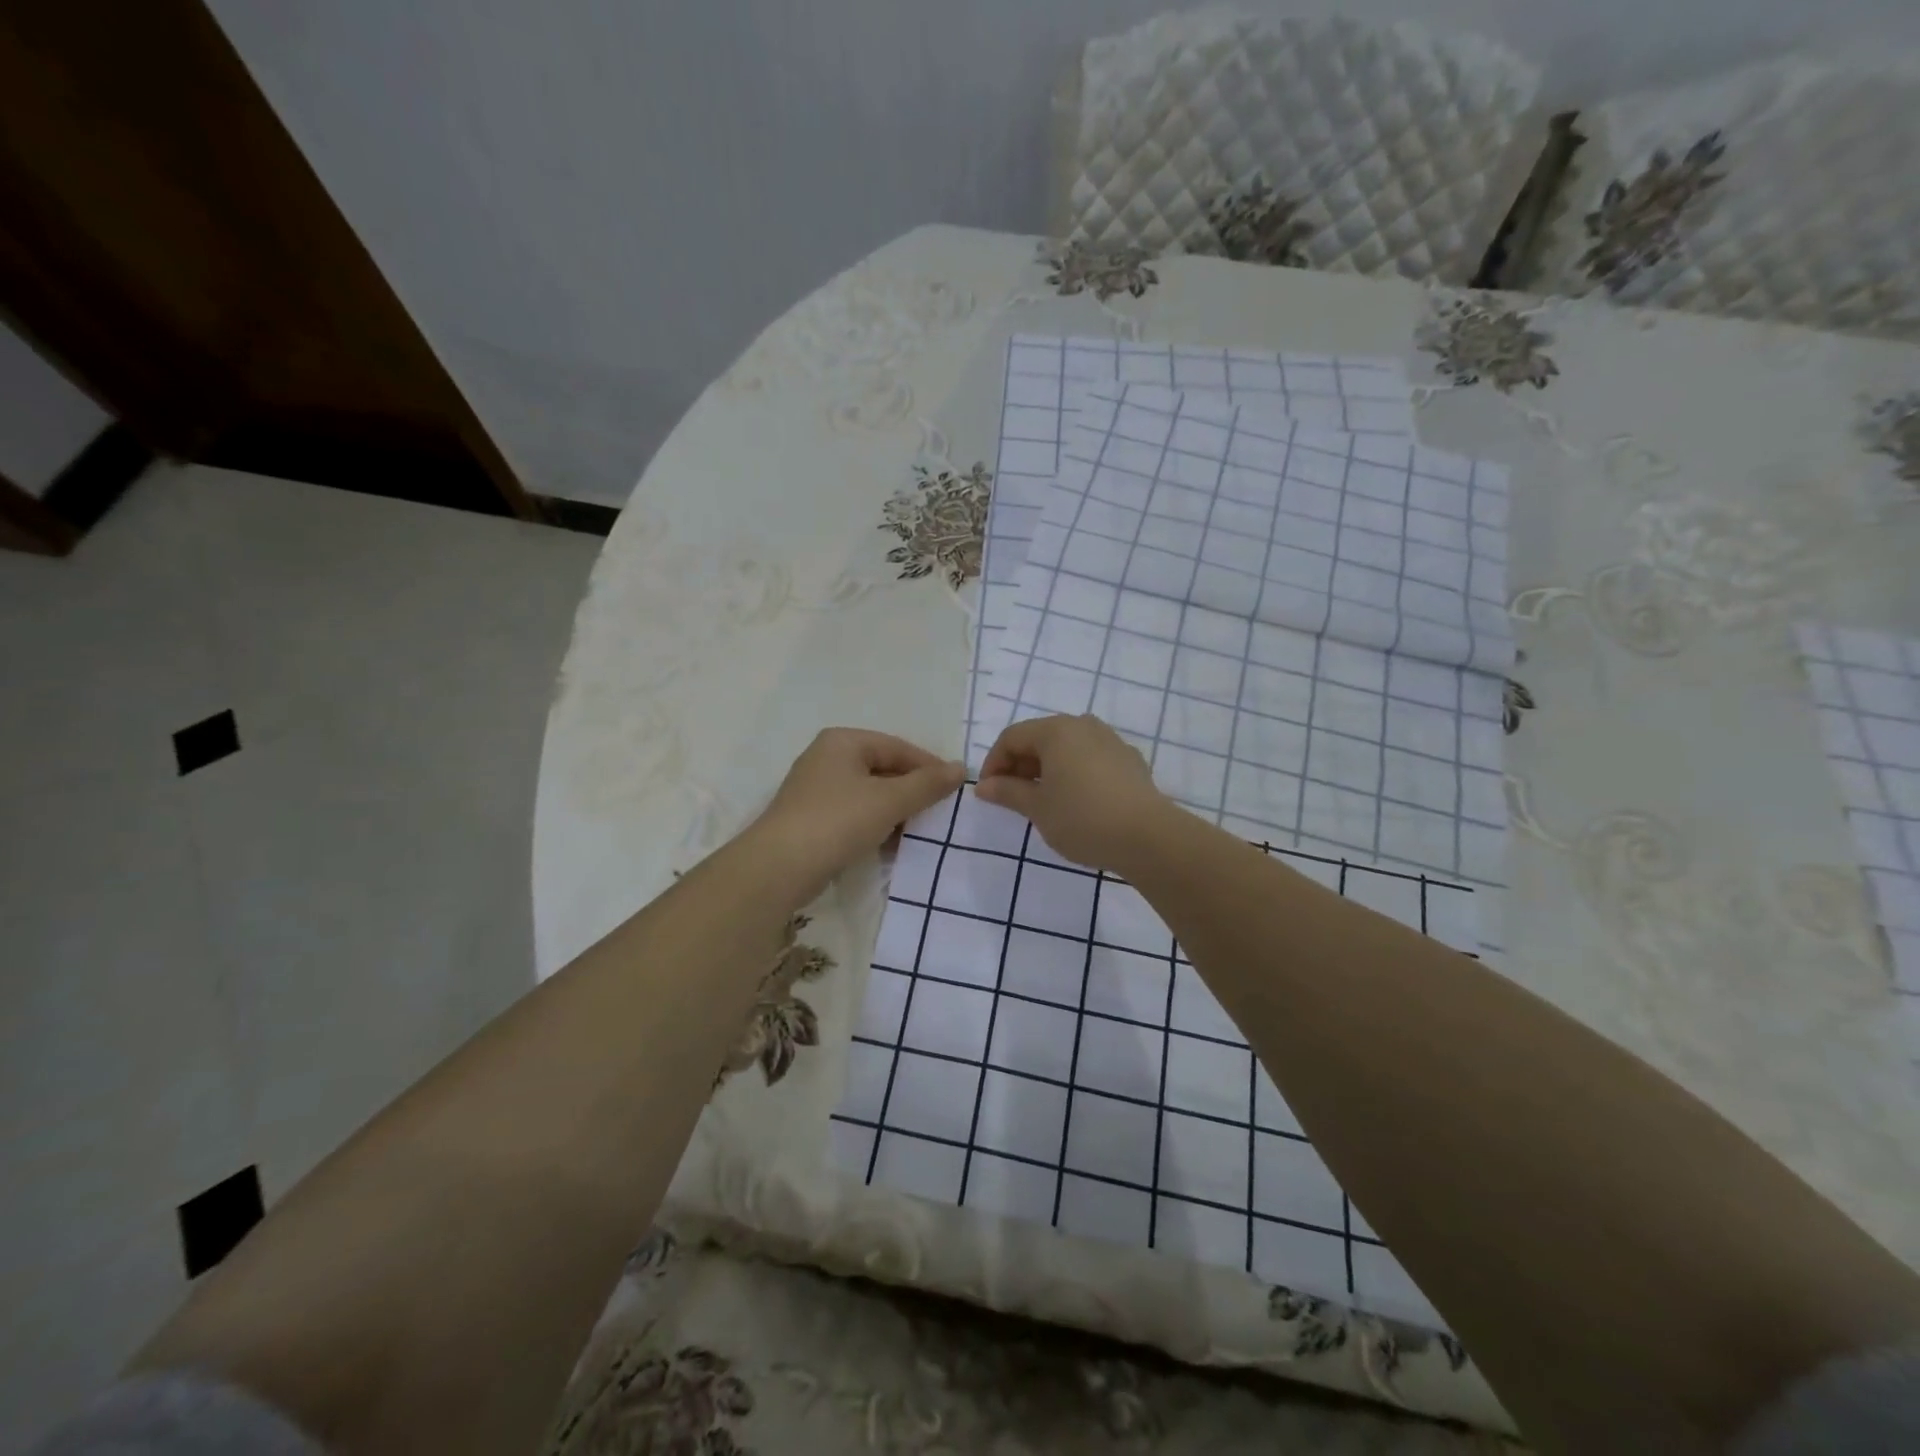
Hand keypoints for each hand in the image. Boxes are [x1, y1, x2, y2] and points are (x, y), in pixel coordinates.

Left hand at [750, 729, 964, 901]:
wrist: (779, 868)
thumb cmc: (837, 821)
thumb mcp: (889, 801)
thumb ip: (927, 784)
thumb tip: (960, 768)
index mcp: (843, 741)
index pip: (898, 747)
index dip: (929, 766)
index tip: (955, 790)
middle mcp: (827, 758)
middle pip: (883, 769)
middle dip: (912, 792)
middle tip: (940, 813)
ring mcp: (816, 790)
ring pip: (869, 795)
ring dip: (895, 812)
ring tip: (920, 832)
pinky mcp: (812, 820)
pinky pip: (854, 815)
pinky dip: (875, 826)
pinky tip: (892, 846)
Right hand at [975, 714, 1176, 871]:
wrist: (1148, 837)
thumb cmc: (1082, 818)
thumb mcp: (1038, 808)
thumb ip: (1008, 792)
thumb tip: (984, 786)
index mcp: (1056, 730)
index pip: (1012, 737)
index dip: (993, 763)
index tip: (988, 792)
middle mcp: (1084, 725)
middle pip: (1040, 738)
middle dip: (1020, 765)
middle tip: (1012, 798)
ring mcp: (1111, 741)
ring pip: (1067, 748)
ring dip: (1047, 769)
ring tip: (1043, 800)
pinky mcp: (1130, 761)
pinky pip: (1091, 759)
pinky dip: (1074, 773)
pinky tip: (1076, 801)